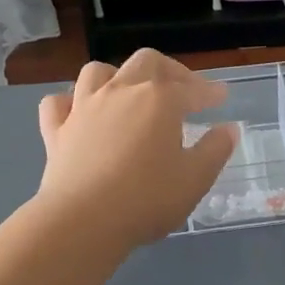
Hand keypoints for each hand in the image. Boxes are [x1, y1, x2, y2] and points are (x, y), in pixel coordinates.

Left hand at [35, 51, 239, 248]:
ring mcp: (83, 107)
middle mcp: (120, 92)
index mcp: (159, 100)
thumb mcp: (195, 179)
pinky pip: (58, 103)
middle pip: (146, 63)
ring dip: (117, 76)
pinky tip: (79, 112)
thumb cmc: (147, 199)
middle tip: (182, 88)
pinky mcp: (56, 130)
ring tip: (129, 93)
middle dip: (169, 71)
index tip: (221, 98)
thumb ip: (215, 150)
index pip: (191, 88)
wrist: (83, 220)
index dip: (209, 92)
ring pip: (98, 72)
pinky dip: (70, 102)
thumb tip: (228, 129)